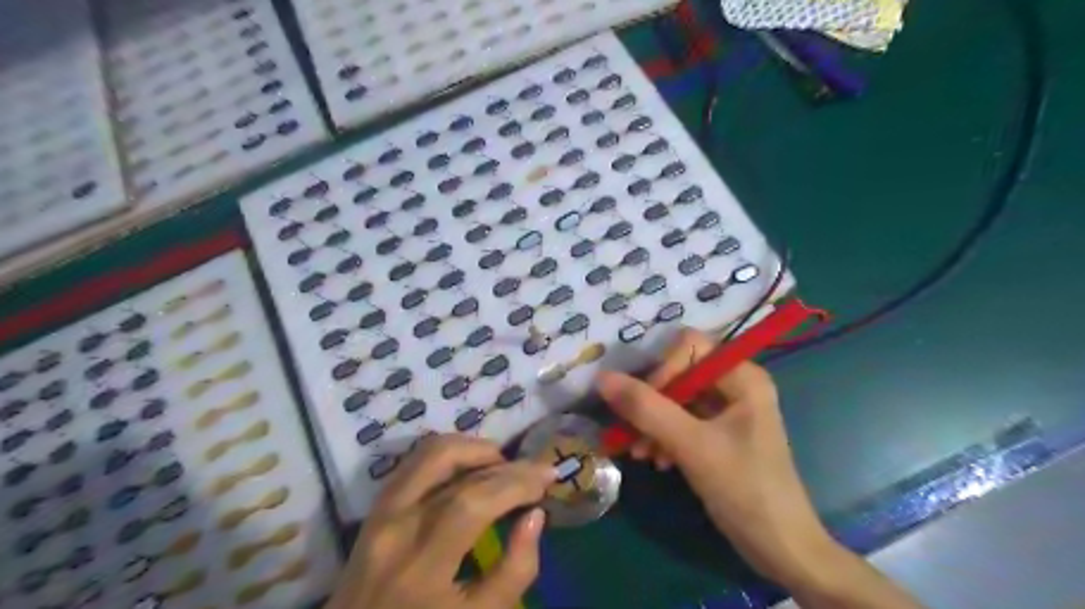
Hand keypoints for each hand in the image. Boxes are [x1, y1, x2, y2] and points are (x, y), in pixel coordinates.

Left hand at [329, 436, 553, 605]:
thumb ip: (514, 571)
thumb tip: (534, 515)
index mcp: (420, 564)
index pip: (474, 500)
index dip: (516, 482)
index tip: (548, 477)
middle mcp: (395, 524)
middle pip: (454, 468)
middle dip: (504, 462)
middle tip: (534, 470)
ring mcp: (380, 511)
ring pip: (430, 452)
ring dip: (473, 448)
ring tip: (503, 465)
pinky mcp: (376, 507)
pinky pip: (415, 462)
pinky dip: (449, 455)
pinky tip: (471, 468)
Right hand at [592, 332, 837, 590]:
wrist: (781, 548)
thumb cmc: (744, 489)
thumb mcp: (692, 445)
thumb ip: (646, 408)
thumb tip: (602, 377)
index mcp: (742, 376)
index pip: (689, 347)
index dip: (663, 370)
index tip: (645, 405)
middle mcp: (737, 385)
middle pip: (680, 372)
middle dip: (652, 403)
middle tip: (631, 433)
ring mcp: (728, 410)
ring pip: (676, 399)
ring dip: (653, 423)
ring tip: (640, 453)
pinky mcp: (720, 433)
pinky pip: (683, 421)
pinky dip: (665, 436)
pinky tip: (657, 460)